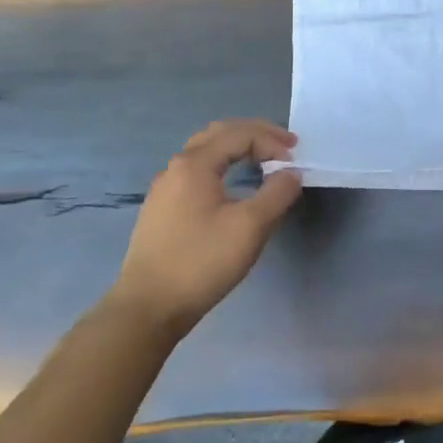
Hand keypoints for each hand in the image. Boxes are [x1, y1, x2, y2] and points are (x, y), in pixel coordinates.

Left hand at [106, 120, 303, 336]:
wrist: (147, 309)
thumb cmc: (201, 262)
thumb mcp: (250, 227)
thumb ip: (277, 193)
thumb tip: (292, 173)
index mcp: (195, 164)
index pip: (241, 135)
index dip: (273, 142)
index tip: (296, 163)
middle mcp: (176, 167)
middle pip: (220, 133)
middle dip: (256, 134)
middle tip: (285, 145)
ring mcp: (165, 189)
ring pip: (206, 151)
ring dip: (238, 148)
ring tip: (263, 159)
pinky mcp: (161, 209)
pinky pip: (197, 170)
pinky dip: (223, 164)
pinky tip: (234, 184)